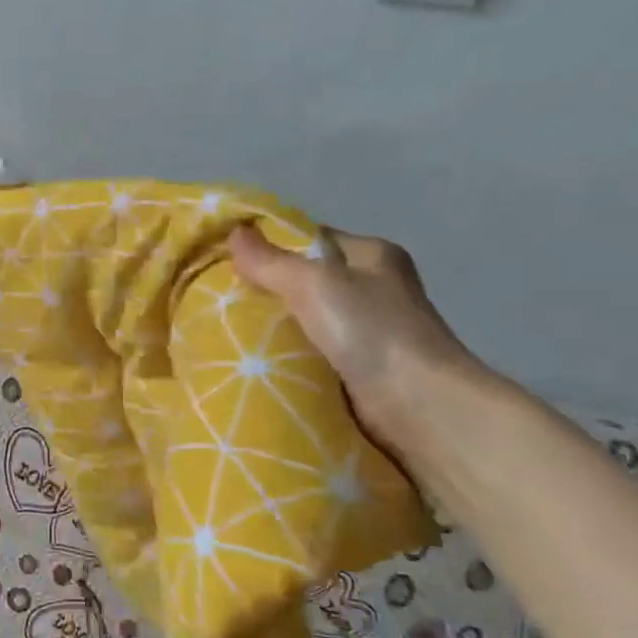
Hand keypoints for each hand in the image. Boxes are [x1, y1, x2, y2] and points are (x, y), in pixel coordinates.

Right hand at [228, 223, 486, 461]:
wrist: (419, 406)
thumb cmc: (372, 331)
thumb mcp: (314, 284)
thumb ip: (271, 261)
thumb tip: (234, 232)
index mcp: (372, 255)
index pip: (310, 239)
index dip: (269, 246)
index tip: (226, 259)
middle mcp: (373, 288)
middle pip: (304, 280)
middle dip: (264, 289)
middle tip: (217, 297)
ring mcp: (367, 331)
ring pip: (303, 319)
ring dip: (271, 326)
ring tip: (225, 328)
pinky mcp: (358, 368)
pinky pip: (308, 352)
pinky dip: (284, 355)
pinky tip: (254, 359)